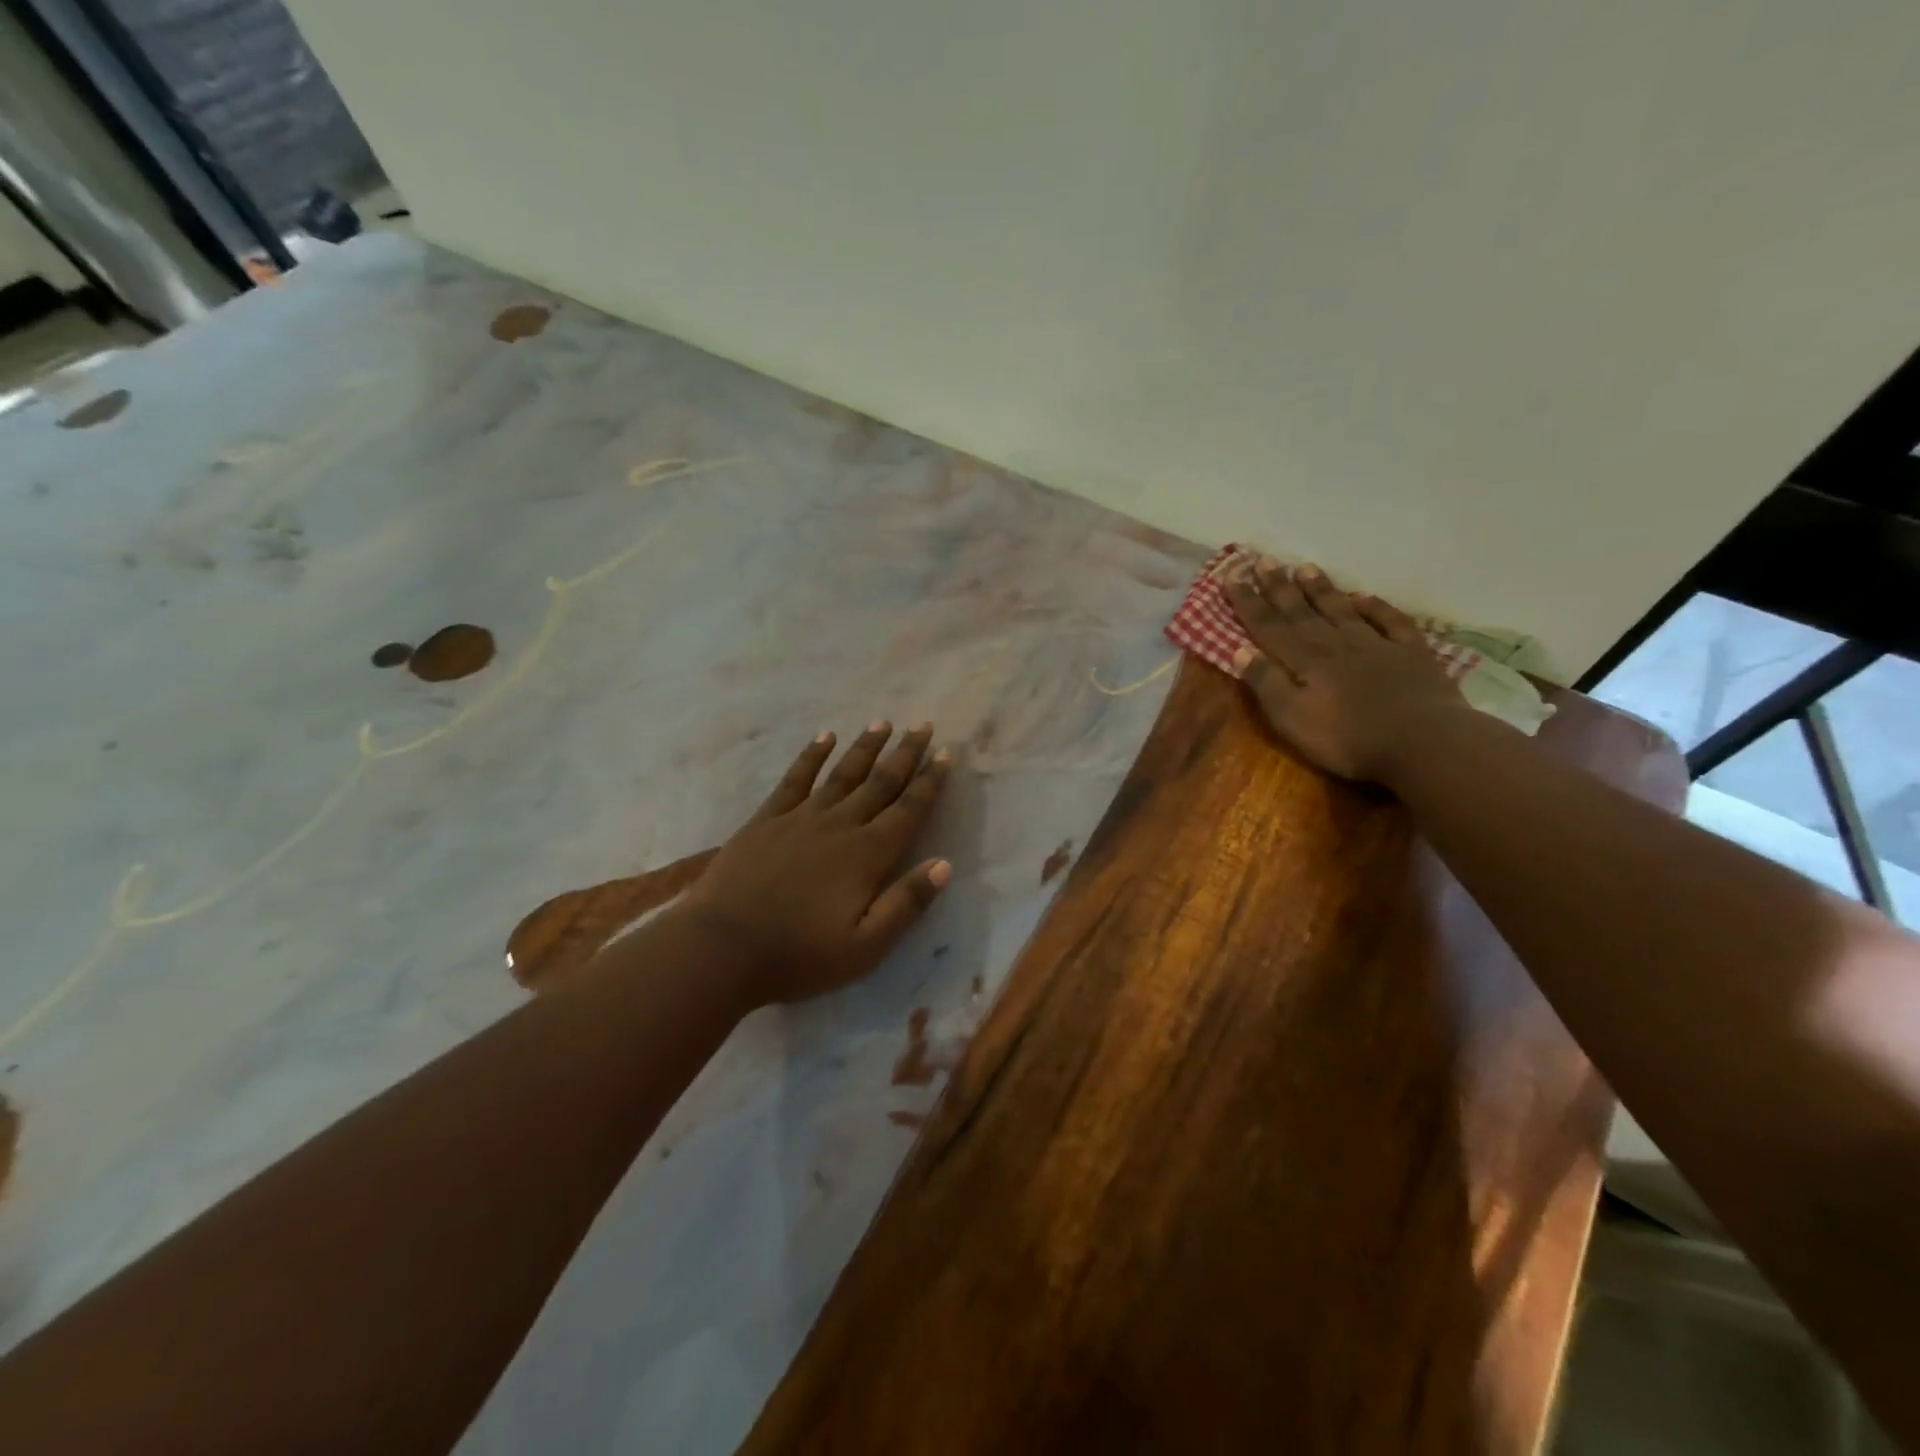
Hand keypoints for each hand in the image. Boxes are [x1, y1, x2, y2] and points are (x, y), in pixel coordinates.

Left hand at [678, 722, 951, 1005]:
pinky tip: (823, 737)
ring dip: (865, 747)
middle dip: (905, 754)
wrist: (721, 948)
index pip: (908, 810)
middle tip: (923, 725)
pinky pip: (795, 779)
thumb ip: (906, 903)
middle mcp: (840, 825)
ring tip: (882, 723)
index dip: (930, 782)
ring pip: (842, 774)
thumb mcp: (865, 946)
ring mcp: (800, 818)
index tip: (946, 754)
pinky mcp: (766, 819)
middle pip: (880, 783)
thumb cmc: (799, 955)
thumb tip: (944, 864)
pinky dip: (812, 756)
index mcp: (868, 854)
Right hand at [1224, 560, 1469, 782]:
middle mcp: (1336, 644)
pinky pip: (1390, 621)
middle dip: (1279, 587)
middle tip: (1263, 560)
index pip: (1269, 626)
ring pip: (1341, 610)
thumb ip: (1266, 683)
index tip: (1232, 576)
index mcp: (1305, 661)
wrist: (1424, 742)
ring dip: (1321, 589)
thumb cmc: (1348, 738)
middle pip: (1302, 612)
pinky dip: (1375, 606)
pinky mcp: (1411, 654)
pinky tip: (1363, 596)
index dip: (1249, 602)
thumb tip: (1240, 650)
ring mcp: (1376, 646)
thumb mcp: (1292, 719)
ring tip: (1304, 567)